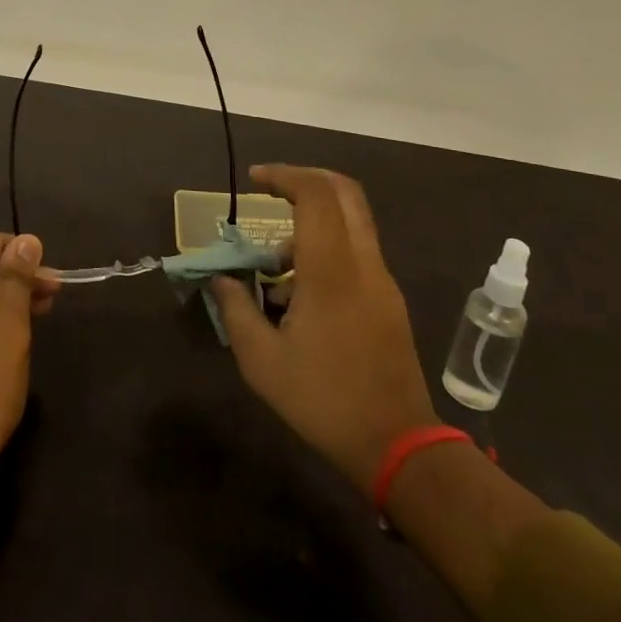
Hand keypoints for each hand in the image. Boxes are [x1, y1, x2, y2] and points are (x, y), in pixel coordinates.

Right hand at [211, 165, 438, 495]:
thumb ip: (236, 310)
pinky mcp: (389, 299)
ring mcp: (382, 280)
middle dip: (304, 180)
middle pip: (344, 192)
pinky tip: (298, 296)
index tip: (254, 180)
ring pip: (350, 222)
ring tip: (274, 271)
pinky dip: (325, 249)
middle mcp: (363, 263)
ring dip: (311, 225)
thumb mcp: (262, 361)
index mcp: (331, 270)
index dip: (284, 175)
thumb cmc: (324, 400)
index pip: (316, 194)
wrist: (399, 446)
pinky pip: (356, 251)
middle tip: (270, 192)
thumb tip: (221, 279)